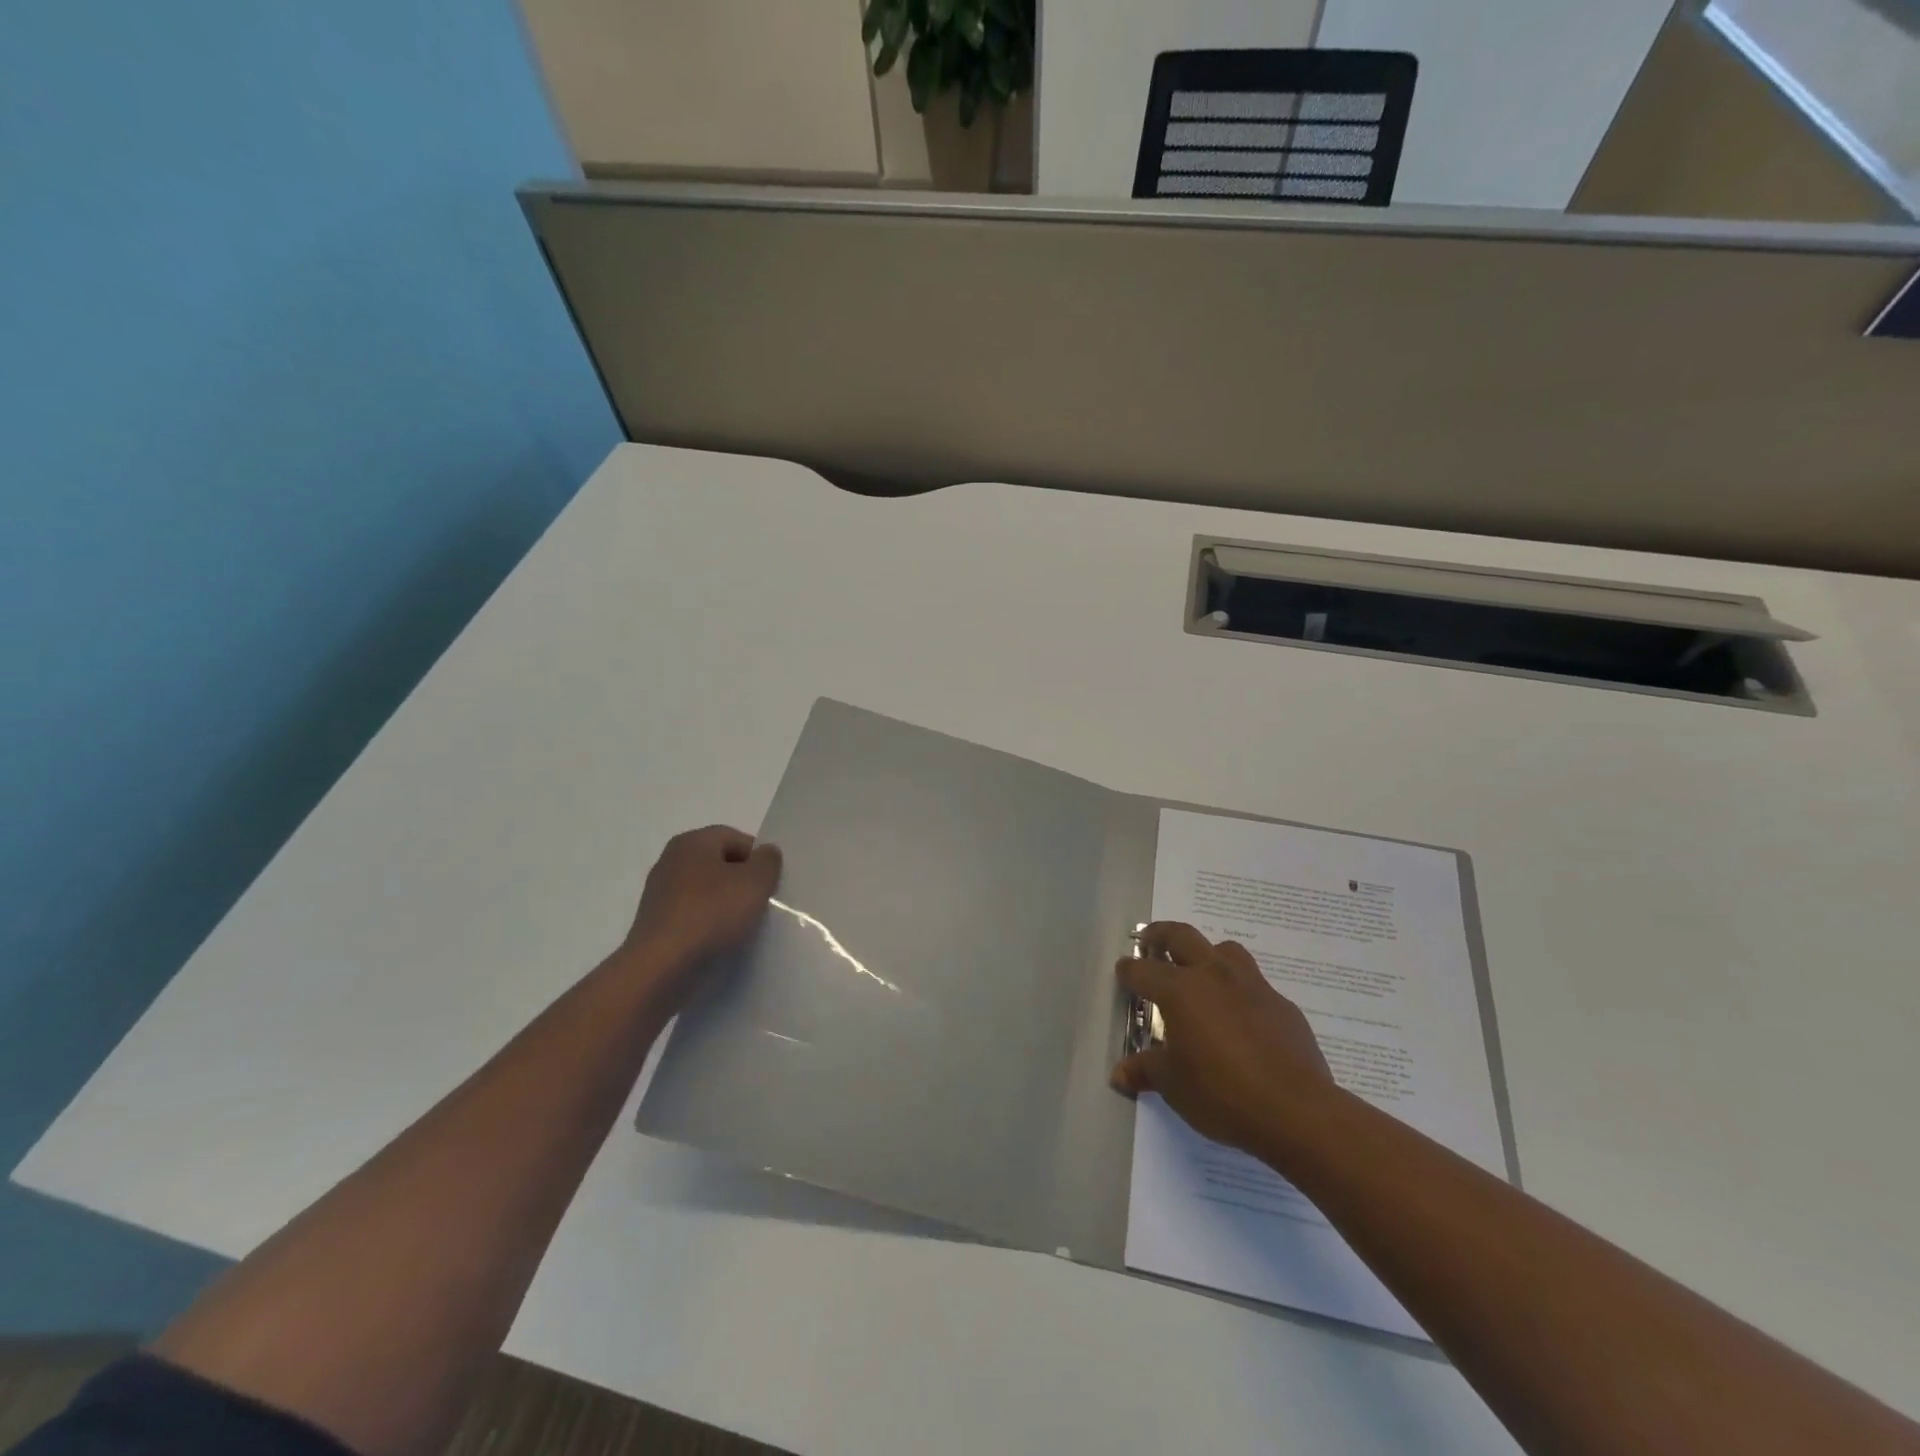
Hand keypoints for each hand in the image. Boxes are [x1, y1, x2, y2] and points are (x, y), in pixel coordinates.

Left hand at [621, 825, 781, 998]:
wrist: (661, 967)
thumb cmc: (711, 914)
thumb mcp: (755, 883)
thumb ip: (768, 861)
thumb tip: (766, 853)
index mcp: (692, 842)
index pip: (736, 839)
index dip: (759, 858)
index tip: (771, 884)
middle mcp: (671, 860)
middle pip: (720, 864)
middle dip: (742, 882)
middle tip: (761, 904)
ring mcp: (660, 893)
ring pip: (706, 892)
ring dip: (726, 906)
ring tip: (743, 927)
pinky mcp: (656, 924)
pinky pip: (692, 916)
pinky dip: (708, 925)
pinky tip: (720, 942)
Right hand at [1110, 922, 1337, 1157]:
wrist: (1296, 1111)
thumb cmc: (1221, 1093)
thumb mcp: (1173, 1085)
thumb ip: (1145, 1071)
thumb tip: (1120, 1074)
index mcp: (1180, 990)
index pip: (1143, 971)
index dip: (1128, 971)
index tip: (1122, 973)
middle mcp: (1213, 976)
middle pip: (1182, 936)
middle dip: (1161, 934)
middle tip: (1150, 941)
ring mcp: (1252, 986)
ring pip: (1225, 950)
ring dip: (1207, 954)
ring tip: (1200, 972)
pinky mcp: (1282, 1005)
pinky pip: (1255, 984)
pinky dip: (1239, 990)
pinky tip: (1240, 1017)